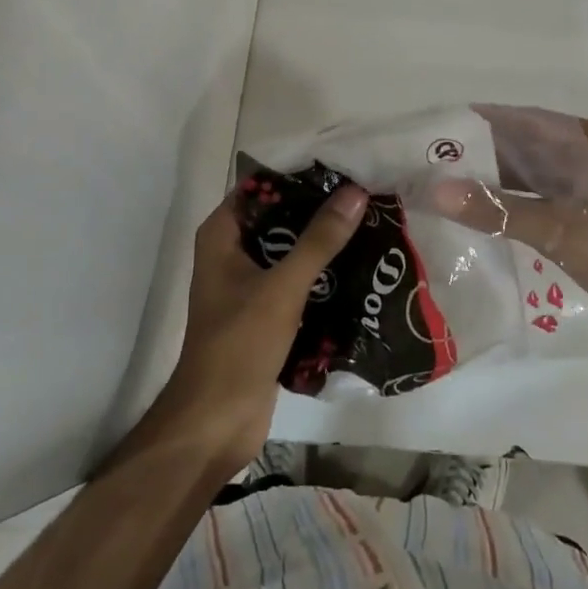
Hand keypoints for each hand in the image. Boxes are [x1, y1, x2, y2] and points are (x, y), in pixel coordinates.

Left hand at [147, 184, 367, 473]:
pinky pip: (297, 280)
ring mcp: (248, 284)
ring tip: (371, 223)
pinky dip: (323, 273)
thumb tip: (355, 192)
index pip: (261, 186)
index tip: (341, 164)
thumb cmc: (239, 345)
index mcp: (222, 235)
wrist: (216, 424)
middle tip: (365, 193)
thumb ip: (319, 240)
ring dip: (324, 242)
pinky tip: (360, 266)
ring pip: (291, 250)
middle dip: (319, 208)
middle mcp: (232, 252)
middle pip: (280, 217)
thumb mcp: (282, 287)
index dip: (298, 173)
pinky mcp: (266, 312)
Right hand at [428, 112, 587, 383]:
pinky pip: (548, 207)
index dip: (488, 124)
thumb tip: (436, 189)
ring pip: (539, 180)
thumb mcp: (568, 236)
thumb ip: (502, 211)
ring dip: (499, 185)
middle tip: (434, 165)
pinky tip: (482, 221)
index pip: (534, 122)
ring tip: (446, 191)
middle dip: (487, 156)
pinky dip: (517, 210)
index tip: (440, 131)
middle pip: (534, 149)